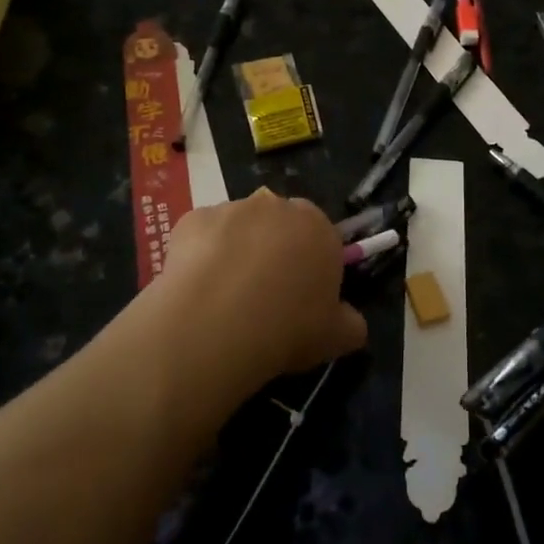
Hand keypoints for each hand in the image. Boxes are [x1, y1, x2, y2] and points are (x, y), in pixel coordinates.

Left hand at [157, 189, 366, 394]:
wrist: (214, 325)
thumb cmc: (287, 327)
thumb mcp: (337, 338)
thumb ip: (351, 323)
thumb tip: (350, 320)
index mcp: (319, 227)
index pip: (323, 238)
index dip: (313, 267)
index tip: (303, 299)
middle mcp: (277, 206)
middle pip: (280, 227)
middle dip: (276, 252)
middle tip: (265, 298)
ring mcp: (232, 208)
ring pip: (240, 229)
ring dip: (238, 252)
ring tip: (225, 300)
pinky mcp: (193, 219)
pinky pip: (203, 237)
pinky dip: (201, 257)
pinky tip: (198, 291)